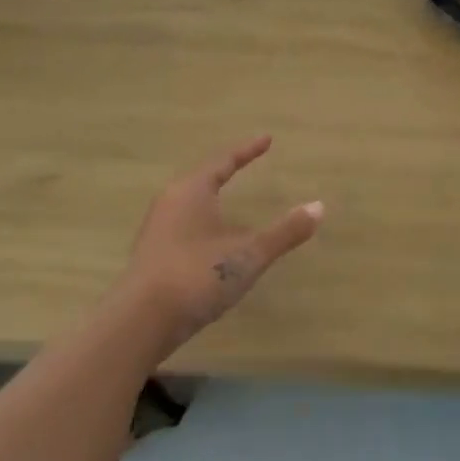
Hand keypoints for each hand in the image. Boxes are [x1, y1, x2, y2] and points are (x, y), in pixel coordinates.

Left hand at [117, 135, 324, 360]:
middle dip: (225, 171)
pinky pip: (184, 227)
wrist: (140, 322)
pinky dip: (204, 223)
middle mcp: (170, 203)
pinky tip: (213, 240)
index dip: (246, 150)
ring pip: (190, 204)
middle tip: (246, 163)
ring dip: (212, 198)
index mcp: (192, 191)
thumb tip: (319, 207)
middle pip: (202, 178)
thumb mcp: (248, 254)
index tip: (266, 139)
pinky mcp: (153, 256)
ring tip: (229, 198)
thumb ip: (284, 232)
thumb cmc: (197, 275)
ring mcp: (158, 230)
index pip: (223, 161)